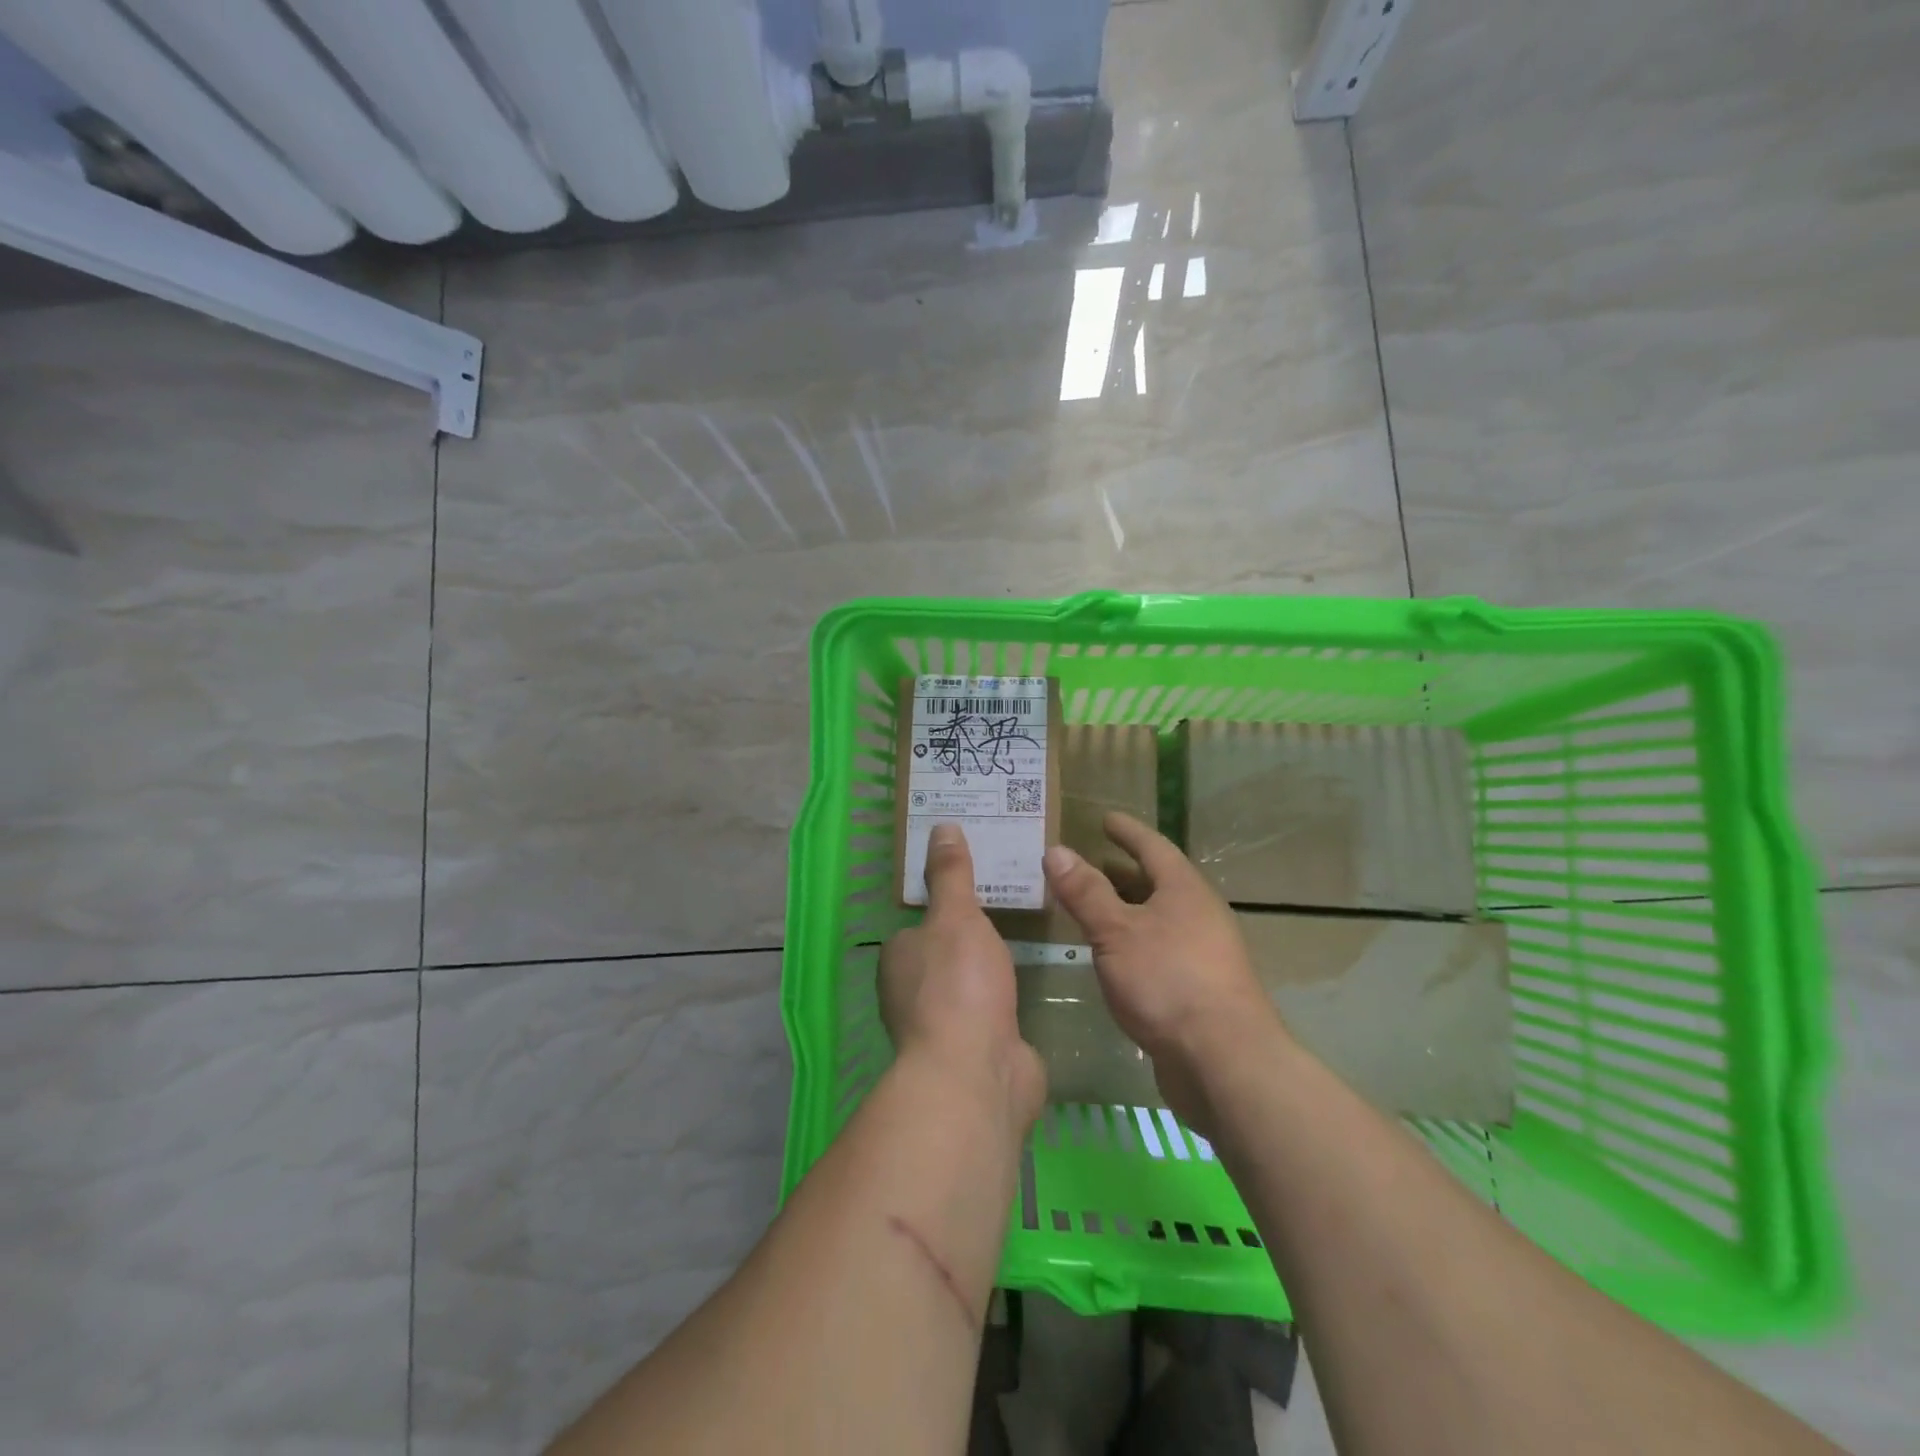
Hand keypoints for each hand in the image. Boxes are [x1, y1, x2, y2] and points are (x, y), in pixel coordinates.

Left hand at [879, 824, 1046, 1129]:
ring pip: (967, 986)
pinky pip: (992, 1014)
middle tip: (1011, 905)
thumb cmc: (958, 985)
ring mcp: (944, 1028)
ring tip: (1026, 940)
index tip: (979, 885)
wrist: (977, 1074)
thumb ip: (951, 875)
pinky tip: (1029, 987)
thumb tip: (941, 826)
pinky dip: (1005, 1002)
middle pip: (944, 954)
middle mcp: (911, 993)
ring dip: (988, 972)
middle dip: (971, 938)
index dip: (947, 905)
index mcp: (899, 958)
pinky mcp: (975, 1052)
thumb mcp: (956, 917)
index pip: (920, 924)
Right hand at [1042, 812, 1286, 1130]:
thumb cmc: (1167, 980)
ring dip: (1127, 910)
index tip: (1106, 819)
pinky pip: (1160, 949)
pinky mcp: (1199, 989)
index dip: (1127, 831)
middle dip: (1123, 872)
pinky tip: (1113, 958)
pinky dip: (1133, 942)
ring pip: (1158, 918)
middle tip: (1088, 864)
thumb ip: (1086, 892)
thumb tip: (1057, 850)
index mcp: (1184, 890)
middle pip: (1158, 882)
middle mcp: (1199, 914)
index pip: (1152, 847)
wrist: (1223, 1060)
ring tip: (1092, 909)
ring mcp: (1203, 953)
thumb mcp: (1116, 931)